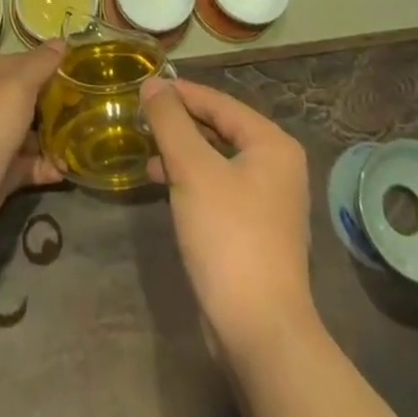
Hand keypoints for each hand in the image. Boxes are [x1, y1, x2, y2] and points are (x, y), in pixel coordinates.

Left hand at [0, 42, 64, 262]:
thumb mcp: (16, 87)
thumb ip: (41, 64)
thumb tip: (61, 42)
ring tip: (86, 137)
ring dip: (54, 135)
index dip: (51, 65)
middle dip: (56, 101)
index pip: (23, 62)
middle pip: (26, 97)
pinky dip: (46, 165)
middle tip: (91, 105)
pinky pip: (26, 164)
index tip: (83, 72)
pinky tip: (68, 169)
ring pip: (28, 132)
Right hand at [143, 78, 315, 354]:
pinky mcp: (254, 231)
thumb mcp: (192, 170)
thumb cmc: (228, 237)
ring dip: (182, 154)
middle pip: (219, 129)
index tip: (144, 87)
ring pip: (217, 160)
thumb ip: (170, 122)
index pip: (219, 102)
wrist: (259, 332)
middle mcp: (276, 166)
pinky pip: (218, 188)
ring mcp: (268, 201)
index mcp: (271, 144)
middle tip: (141, 118)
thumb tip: (152, 83)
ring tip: (146, 153)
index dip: (180, 93)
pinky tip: (165, 187)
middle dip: (180, 124)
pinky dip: (191, 181)